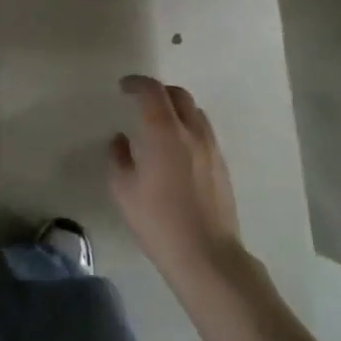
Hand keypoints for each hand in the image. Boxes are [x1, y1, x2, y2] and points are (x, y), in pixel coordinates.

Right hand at [109, 75, 242, 289]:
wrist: (207, 257)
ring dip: (176, 108)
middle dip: (158, 91)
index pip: (152, 91)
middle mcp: (191, 132)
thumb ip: (118, 157)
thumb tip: (120, 140)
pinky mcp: (222, 166)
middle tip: (141, 101)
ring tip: (161, 123)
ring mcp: (211, 148)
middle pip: (178, 95)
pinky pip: (204, 132)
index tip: (123, 88)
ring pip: (195, 112)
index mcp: (164, 131)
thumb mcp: (123, 190)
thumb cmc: (158, 222)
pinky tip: (177, 149)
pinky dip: (189, 128)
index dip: (136, 83)